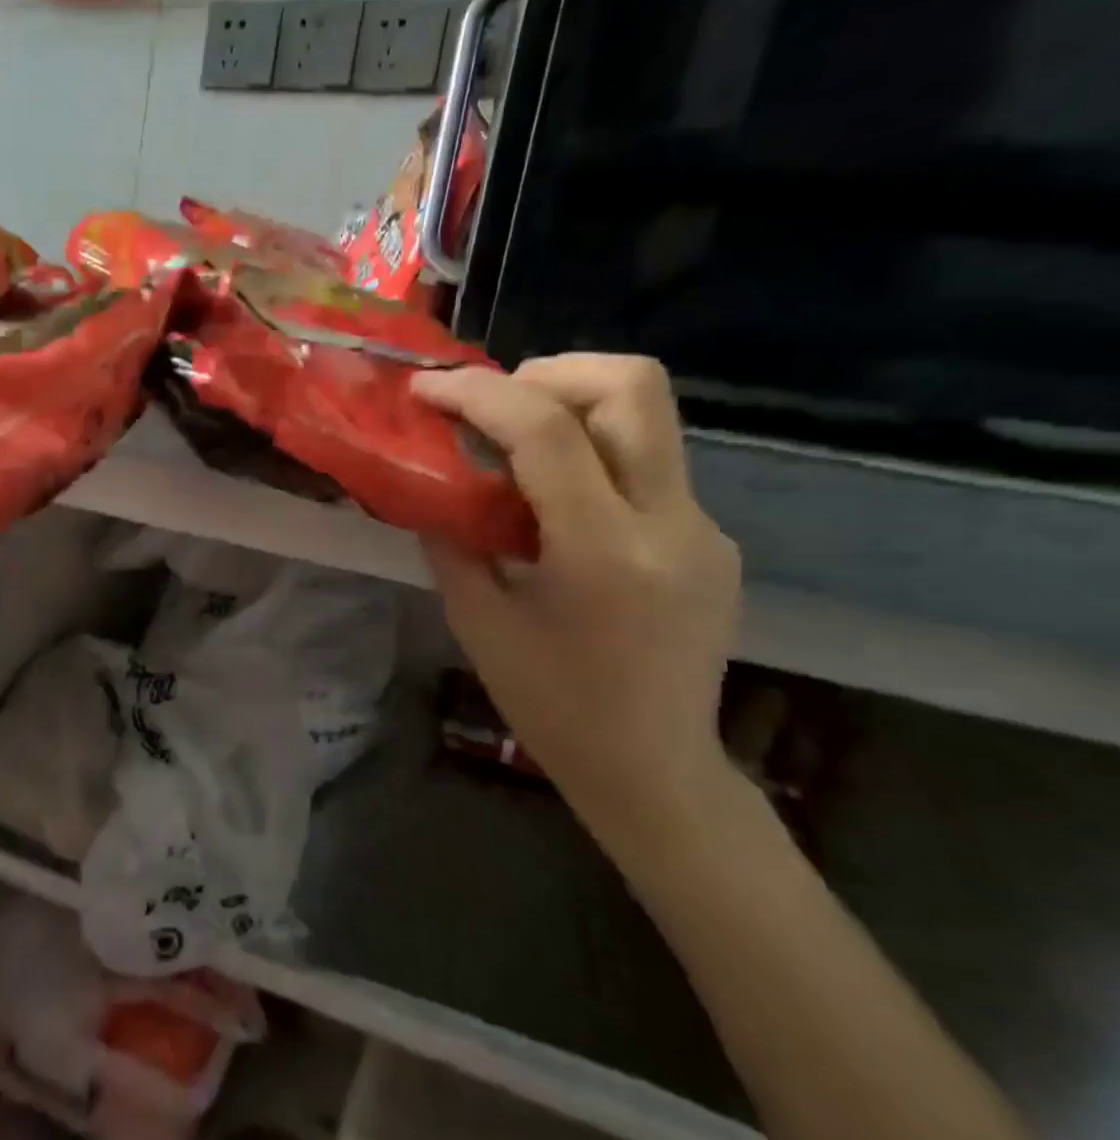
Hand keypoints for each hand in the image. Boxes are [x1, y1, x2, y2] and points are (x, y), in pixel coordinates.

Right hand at [411, 356, 740, 829]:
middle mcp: (670, 523)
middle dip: (549, 372)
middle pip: (632, 386)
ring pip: (649, 415)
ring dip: (574, 402)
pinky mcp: (711, 538)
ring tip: (516, 439)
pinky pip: (649, 464)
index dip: (478, 393)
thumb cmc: (551, 706)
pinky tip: (556, 501)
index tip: (427, 389)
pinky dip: (593, 453)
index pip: (547, 430)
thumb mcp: (478, 623)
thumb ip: (453, 541)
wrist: (653, 767)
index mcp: (603, 552)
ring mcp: (703, 527)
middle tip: (492, 401)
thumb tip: (432, 484)